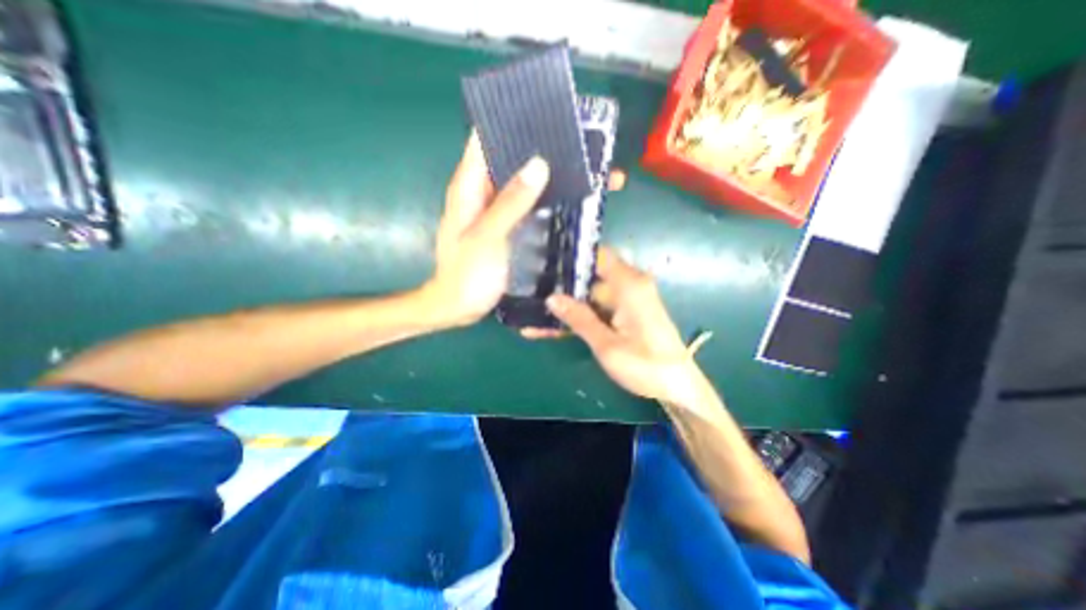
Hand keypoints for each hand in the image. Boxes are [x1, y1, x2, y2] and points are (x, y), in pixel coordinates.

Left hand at [424, 133, 629, 328]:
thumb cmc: (467, 274)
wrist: (460, 307)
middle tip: (578, 143)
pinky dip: (546, 198)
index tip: (545, 113)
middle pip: (510, 159)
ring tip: (583, 167)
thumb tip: (539, 164)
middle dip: (540, 149)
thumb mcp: (487, 237)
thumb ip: (510, 202)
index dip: (511, 123)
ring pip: (523, 182)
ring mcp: (498, 210)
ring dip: (548, 174)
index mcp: (469, 186)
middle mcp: (483, 192)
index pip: (486, 139)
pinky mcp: (509, 226)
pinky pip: (528, 204)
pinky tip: (569, 198)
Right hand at [544, 249, 703, 404]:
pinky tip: (557, 325)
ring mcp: (629, 299)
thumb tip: (551, 297)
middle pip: (592, 275)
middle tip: (533, 292)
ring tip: (537, 313)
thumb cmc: (647, 367)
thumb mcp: (608, 346)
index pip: (599, 255)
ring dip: (569, 303)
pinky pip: (599, 305)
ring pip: (592, 293)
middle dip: (564, 285)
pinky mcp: (627, 312)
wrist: (678, 387)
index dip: (574, 256)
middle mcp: (630, 285)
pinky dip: (581, 314)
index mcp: (630, 285)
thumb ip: (580, 319)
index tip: (546, 262)